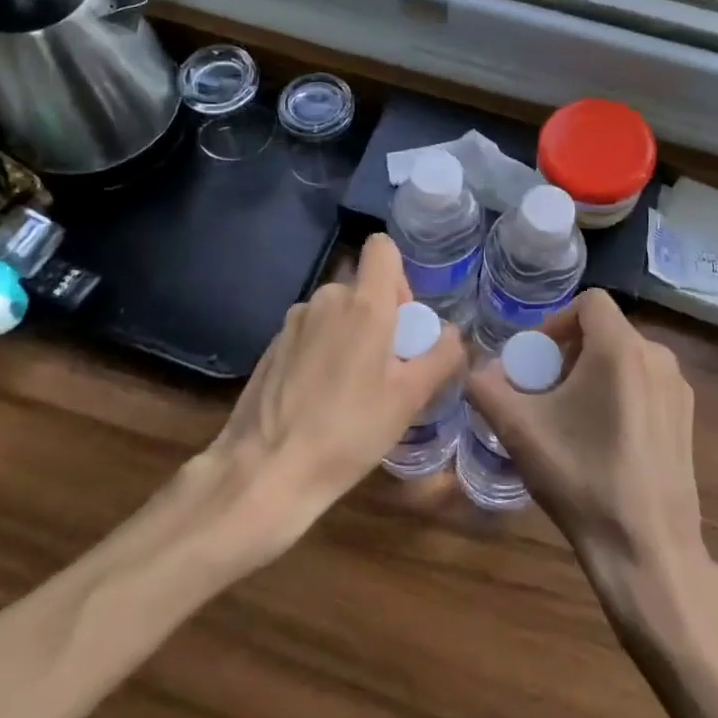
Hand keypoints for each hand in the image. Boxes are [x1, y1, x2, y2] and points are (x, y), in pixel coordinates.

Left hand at [202, 234, 466, 560]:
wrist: (265, 470)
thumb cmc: (348, 431)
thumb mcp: (409, 400)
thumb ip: (440, 357)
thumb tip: (452, 334)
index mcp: (363, 303)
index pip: (382, 247)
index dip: (399, 275)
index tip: (403, 319)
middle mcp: (326, 299)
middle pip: (362, 287)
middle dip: (379, 316)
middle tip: (386, 368)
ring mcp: (294, 321)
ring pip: (336, 312)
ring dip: (350, 335)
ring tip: (352, 389)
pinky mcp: (272, 344)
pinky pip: (311, 332)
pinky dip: (323, 351)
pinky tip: (319, 398)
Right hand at [467, 291, 704, 590]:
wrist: (648, 551)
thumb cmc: (582, 479)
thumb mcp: (520, 431)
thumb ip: (488, 389)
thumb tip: (476, 371)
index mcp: (622, 349)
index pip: (589, 301)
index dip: (556, 321)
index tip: (536, 359)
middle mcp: (658, 357)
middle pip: (605, 330)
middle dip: (569, 350)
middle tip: (545, 390)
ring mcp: (678, 389)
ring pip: (626, 357)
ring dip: (593, 372)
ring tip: (570, 415)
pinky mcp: (687, 418)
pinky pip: (645, 383)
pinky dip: (619, 392)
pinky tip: (603, 438)